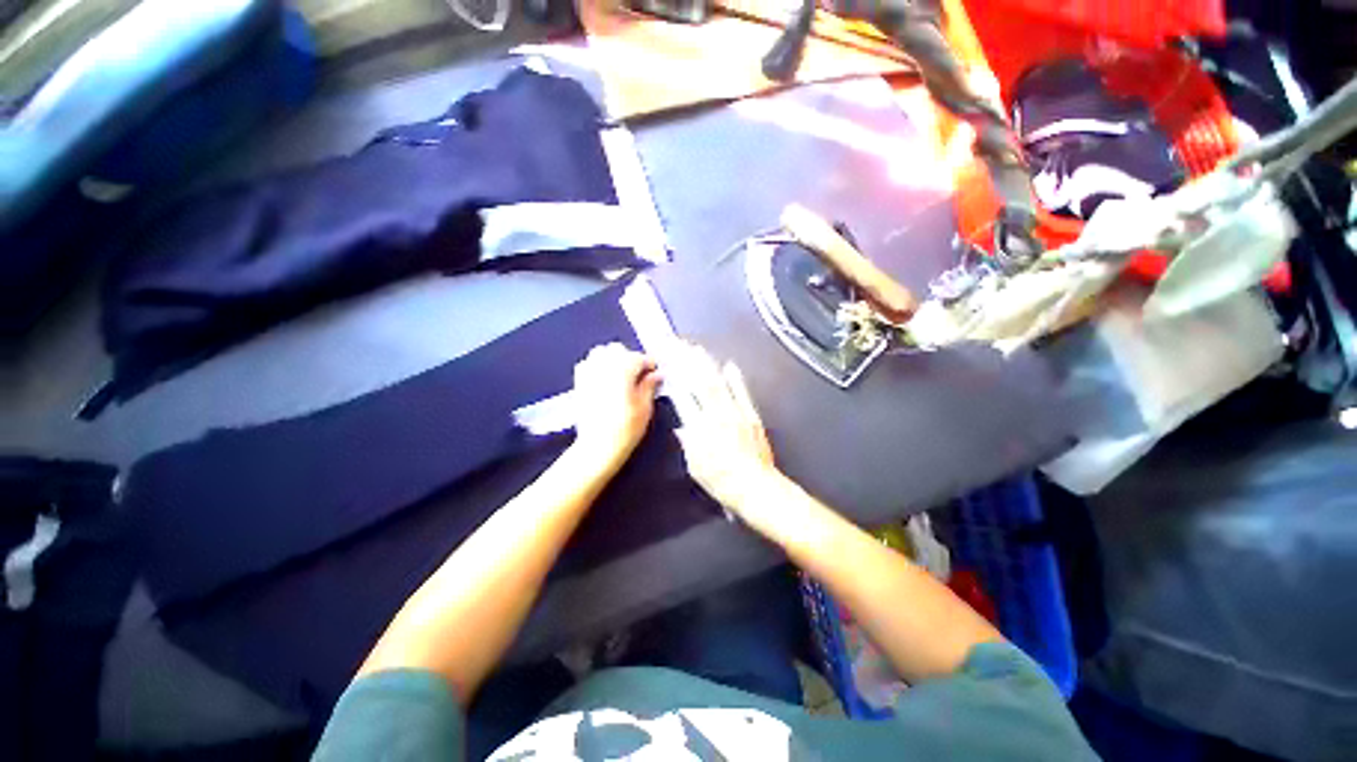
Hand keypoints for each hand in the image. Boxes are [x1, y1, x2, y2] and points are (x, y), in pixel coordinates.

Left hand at [570, 343, 660, 468]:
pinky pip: (589, 363)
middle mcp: (603, 364)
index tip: (656, 374)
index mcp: (623, 367)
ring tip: (623, 376)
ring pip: (602, 353)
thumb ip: (650, 385)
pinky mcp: (579, 381)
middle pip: (619, 350)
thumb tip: (656, 375)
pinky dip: (599, 366)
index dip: (650, 365)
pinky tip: (606, 380)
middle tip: (640, 376)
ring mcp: (588, 371)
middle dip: (631, 359)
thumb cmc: (625, 428)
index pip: (640, 357)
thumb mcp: (645, 406)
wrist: (598, 446)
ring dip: (614, 360)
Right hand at [672, 344, 779, 512]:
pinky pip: (742, 393)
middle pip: (701, 384)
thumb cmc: (723, 482)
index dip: (675, 379)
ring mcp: (737, 414)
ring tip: (697, 349)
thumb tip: (682, 428)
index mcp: (701, 430)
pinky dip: (735, 378)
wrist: (757, 488)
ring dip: (707, 364)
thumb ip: (689, 445)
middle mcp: (717, 416)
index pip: (685, 398)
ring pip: (719, 384)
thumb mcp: (696, 468)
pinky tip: (729, 365)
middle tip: (680, 346)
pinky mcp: (751, 416)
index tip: (668, 364)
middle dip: (689, 363)